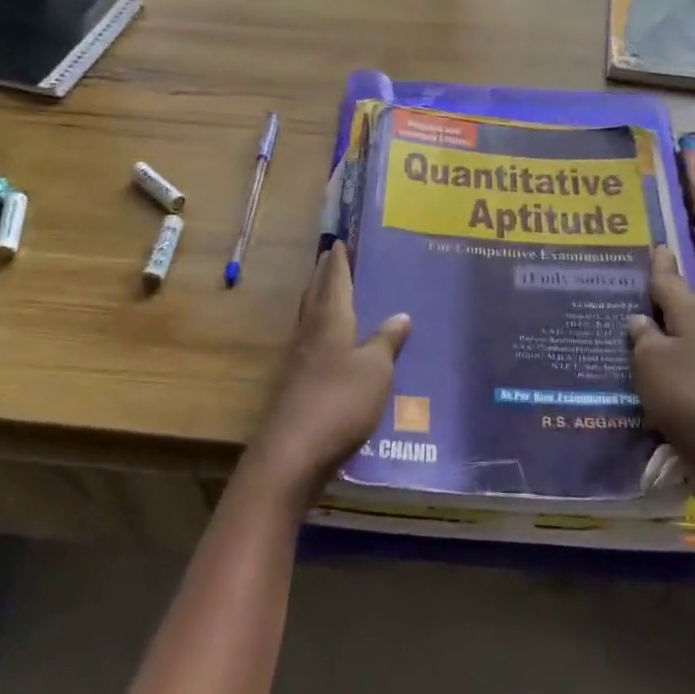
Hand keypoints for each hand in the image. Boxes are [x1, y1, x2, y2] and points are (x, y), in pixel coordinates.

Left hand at [246, 245, 410, 505]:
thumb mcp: (375, 370)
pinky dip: (318, 332)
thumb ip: (386, 341)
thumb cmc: (340, 401)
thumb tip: (401, 315)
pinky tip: (328, 344)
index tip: (338, 242)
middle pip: (315, 295)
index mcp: (330, 320)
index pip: (334, 281)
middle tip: (330, 259)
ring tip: (329, 293)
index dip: (338, 262)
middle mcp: (309, 333)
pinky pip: (308, 344)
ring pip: (308, 318)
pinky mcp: (293, 385)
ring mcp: (297, 360)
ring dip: (317, 301)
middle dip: (323, 276)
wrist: (294, 451)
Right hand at [629, 245, 694, 518]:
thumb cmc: (688, 396)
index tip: (653, 243)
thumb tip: (640, 320)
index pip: (669, 278)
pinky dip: (655, 366)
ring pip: (672, 340)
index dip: (658, 262)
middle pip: (672, 308)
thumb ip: (642, 336)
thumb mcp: (652, 361)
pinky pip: (674, 370)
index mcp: (693, 314)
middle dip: (648, 299)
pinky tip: (633, 371)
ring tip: (614, 329)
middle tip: (615, 287)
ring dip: (649, 335)